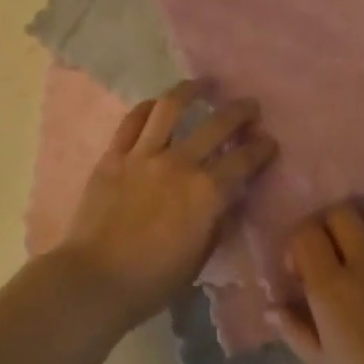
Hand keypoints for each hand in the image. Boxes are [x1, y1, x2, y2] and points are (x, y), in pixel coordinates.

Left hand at [56, 82, 277, 331]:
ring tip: (204, 84)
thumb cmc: (152, 280)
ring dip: (192, 90)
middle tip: (250, 106)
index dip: (261, 148)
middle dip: (240, 112)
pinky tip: (157, 103)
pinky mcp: (114, 155)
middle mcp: (179, 163)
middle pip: (216, 124)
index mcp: (206, 192)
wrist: (94, 280)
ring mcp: (144, 154)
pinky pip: (132, 121)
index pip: (244, 161)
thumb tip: (228, 198)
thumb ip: (217, 221)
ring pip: (171, 107)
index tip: (269, 141)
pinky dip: (148, 107)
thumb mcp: (200, 257)